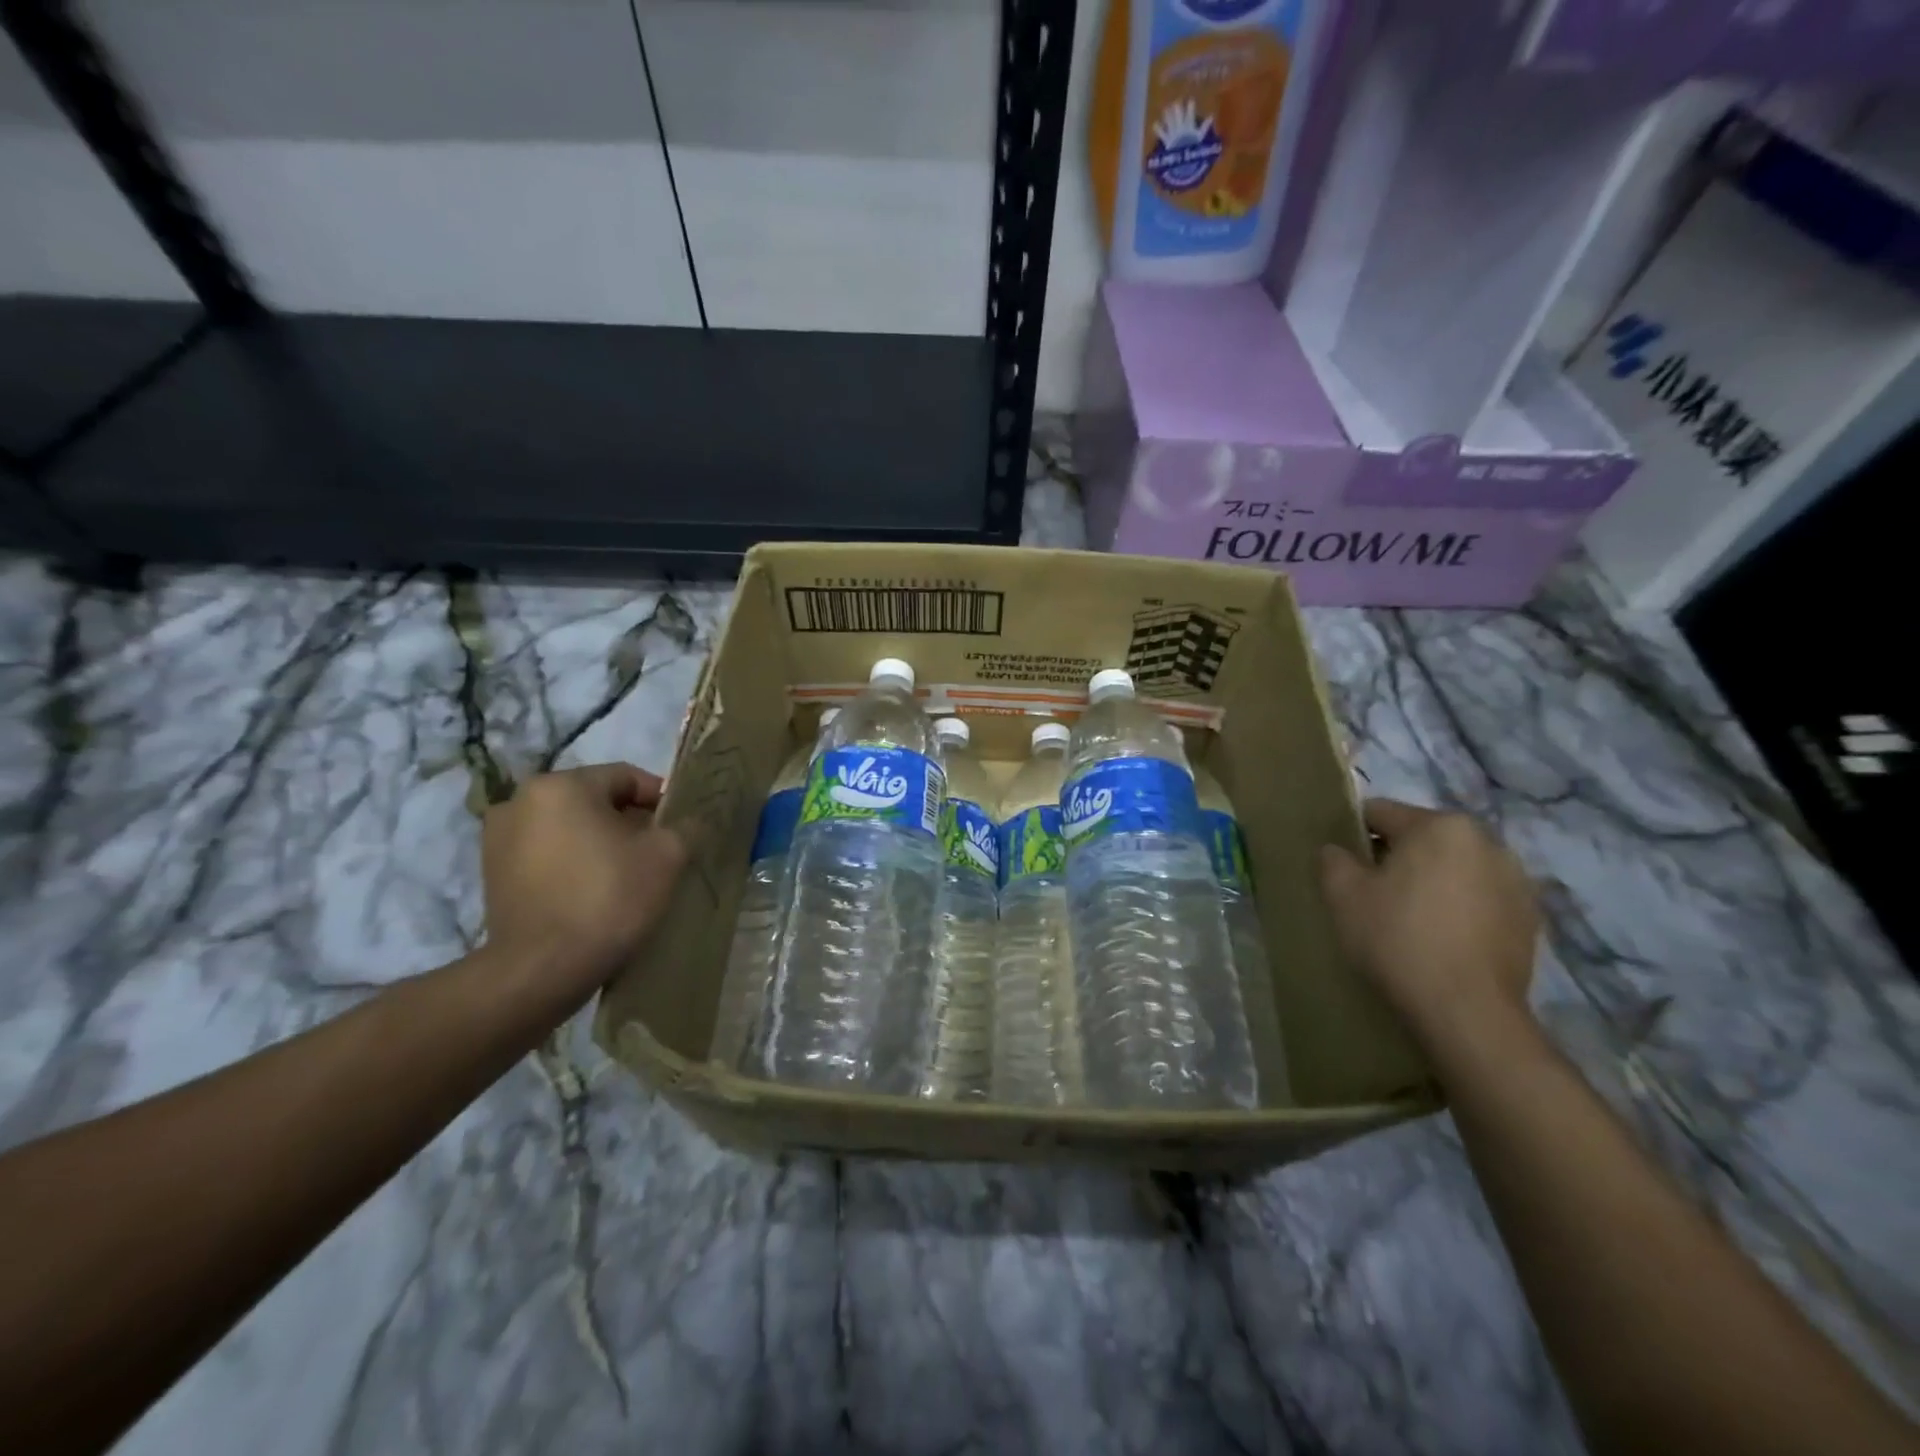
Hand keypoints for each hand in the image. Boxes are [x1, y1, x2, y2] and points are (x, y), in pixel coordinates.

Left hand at [481, 763, 686, 1003]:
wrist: (542, 969)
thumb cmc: (609, 898)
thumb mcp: (668, 855)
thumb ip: (684, 826)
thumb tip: (688, 821)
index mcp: (562, 785)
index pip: (626, 777)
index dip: (660, 800)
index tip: (680, 828)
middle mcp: (521, 800)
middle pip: (595, 801)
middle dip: (629, 822)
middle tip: (657, 853)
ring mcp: (498, 837)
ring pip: (569, 827)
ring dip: (599, 842)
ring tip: (626, 875)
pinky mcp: (491, 872)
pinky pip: (546, 853)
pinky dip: (573, 862)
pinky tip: (593, 891)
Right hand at [1319, 799, 1538, 1052]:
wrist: (1467, 1012)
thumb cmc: (1398, 939)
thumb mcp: (1342, 895)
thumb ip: (1332, 859)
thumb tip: (1337, 850)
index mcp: (1440, 825)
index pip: (1380, 813)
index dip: (1353, 836)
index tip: (1343, 868)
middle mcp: (1486, 841)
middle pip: (1421, 839)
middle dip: (1396, 859)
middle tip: (1372, 896)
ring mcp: (1516, 880)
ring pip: (1453, 868)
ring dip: (1430, 882)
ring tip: (1410, 921)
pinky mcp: (1531, 918)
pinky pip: (1480, 898)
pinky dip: (1459, 908)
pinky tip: (1442, 940)